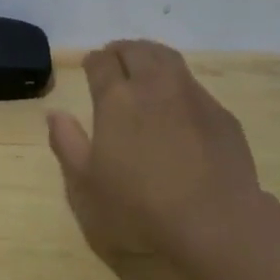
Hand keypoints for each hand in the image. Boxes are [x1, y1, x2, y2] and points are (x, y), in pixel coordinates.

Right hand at [46, 39, 264, 258]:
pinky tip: (178, 107)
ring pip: (169, 60)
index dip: (93, 61)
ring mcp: (193, 98)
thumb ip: (67, 144)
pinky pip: (194, 87)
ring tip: (145, 70)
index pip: (101, 62)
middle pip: (137, 51)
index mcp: (116, 99)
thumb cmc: (139, 210)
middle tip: (115, 59)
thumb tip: (56, 113)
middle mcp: (155, 87)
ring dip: (152, 58)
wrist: (217, 227)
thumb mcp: (85, 186)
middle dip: (122, 51)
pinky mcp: (223, 117)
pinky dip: (179, 86)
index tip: (90, 66)